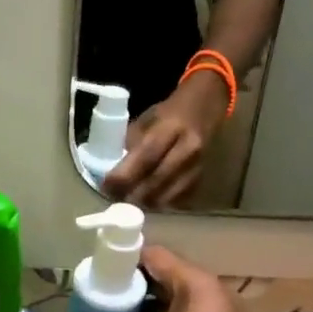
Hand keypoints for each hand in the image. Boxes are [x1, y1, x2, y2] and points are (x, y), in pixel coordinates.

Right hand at [59, 246, 294, 311]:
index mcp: (195, 284)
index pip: (152, 255)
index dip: (121, 261)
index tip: (94, 273)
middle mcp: (208, 289)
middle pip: (161, 273)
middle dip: (128, 284)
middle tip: (95, 295)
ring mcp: (216, 309)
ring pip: (171, 295)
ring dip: (142, 303)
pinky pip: (182, 311)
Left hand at [101, 73, 229, 207]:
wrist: (206, 108)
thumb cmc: (170, 113)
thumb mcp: (147, 119)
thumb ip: (131, 142)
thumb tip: (112, 168)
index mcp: (172, 128)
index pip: (146, 156)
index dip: (125, 174)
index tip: (106, 185)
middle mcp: (188, 149)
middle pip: (156, 180)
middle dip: (131, 193)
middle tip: (113, 198)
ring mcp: (198, 167)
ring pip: (167, 195)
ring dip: (144, 203)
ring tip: (127, 201)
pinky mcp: (201, 179)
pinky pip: (177, 200)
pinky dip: (159, 203)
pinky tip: (146, 200)